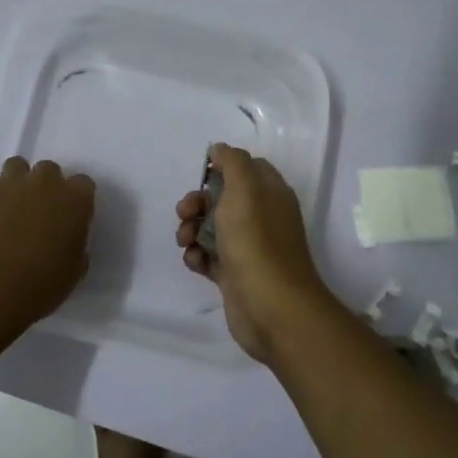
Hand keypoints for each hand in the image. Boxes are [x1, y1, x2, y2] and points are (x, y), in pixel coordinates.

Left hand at [0, 157, 95, 335]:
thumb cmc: (38, 284)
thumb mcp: (72, 272)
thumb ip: (75, 246)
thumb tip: (66, 240)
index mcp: (74, 199)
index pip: (83, 184)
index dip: (76, 200)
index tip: (70, 218)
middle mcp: (43, 183)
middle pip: (49, 170)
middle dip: (46, 187)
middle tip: (39, 215)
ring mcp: (8, 184)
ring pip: (17, 168)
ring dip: (18, 184)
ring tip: (11, 211)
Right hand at [175, 143, 337, 361]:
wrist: (271, 309)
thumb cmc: (256, 242)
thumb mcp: (244, 189)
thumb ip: (232, 162)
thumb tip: (219, 149)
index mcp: (270, 193)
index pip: (247, 168)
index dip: (222, 168)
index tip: (202, 175)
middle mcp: (262, 217)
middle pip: (222, 198)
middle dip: (197, 202)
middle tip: (185, 213)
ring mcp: (248, 247)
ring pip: (211, 227)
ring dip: (191, 229)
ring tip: (185, 242)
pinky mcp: (235, 275)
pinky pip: (209, 257)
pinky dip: (197, 256)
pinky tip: (195, 262)